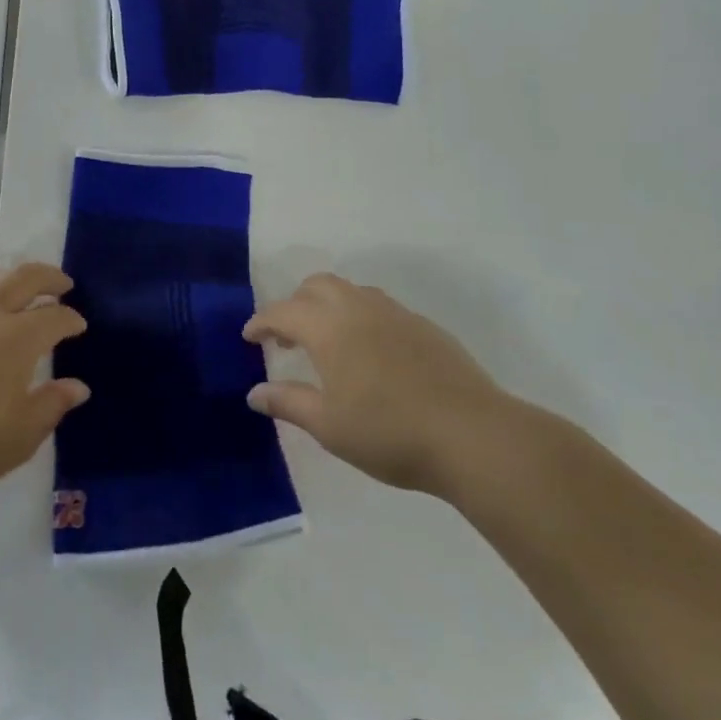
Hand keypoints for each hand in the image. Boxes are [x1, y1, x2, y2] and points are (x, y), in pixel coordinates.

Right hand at [244, 273, 511, 498]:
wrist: (471, 434)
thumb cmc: (389, 432)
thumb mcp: (329, 426)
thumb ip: (289, 402)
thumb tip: (255, 392)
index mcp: (329, 328)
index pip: (283, 311)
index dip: (262, 321)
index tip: (249, 336)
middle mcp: (358, 308)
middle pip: (317, 285)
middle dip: (294, 303)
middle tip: (288, 337)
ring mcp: (394, 313)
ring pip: (350, 291)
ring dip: (328, 305)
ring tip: (327, 341)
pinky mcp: (423, 325)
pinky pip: (378, 306)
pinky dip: (359, 316)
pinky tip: (369, 352)